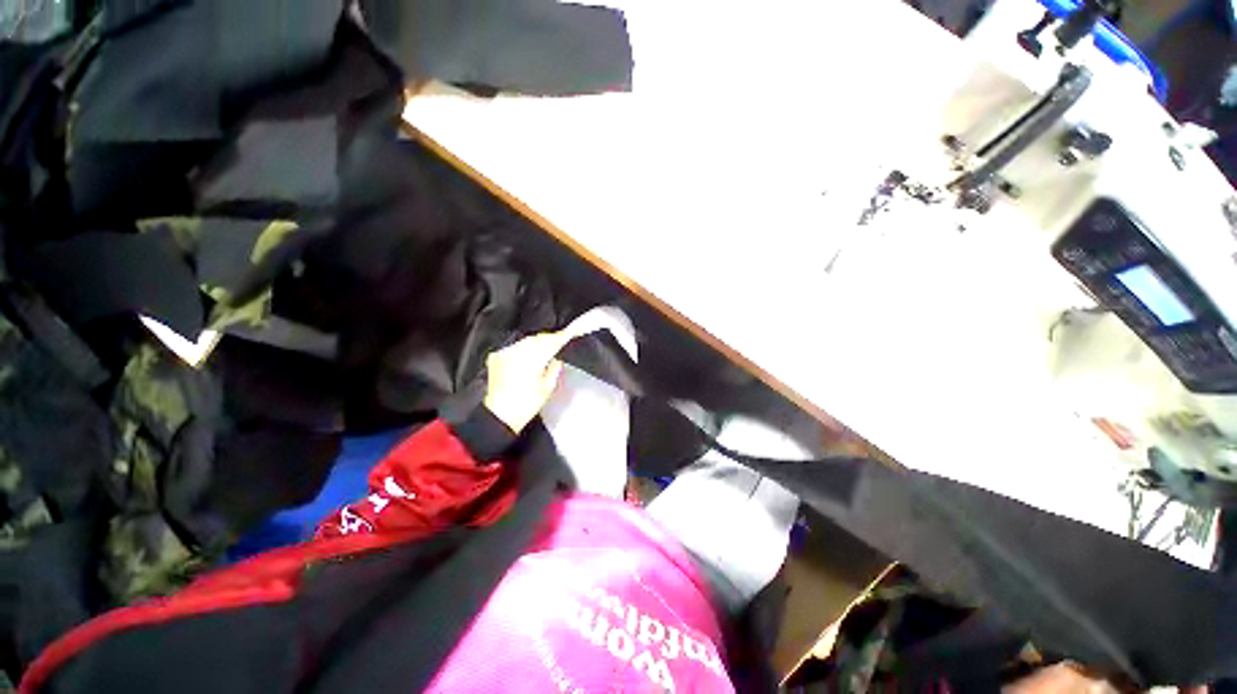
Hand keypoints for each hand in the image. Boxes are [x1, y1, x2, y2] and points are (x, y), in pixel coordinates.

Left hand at [482, 332, 570, 433]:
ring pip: (527, 340)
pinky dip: (524, 348)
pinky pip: (515, 346)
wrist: (499, 414)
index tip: (571, 332)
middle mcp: (518, 352)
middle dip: (549, 339)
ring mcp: (506, 353)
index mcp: (533, 359)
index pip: (552, 342)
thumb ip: (554, 369)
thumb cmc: (524, 405)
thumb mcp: (547, 388)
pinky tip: (529, 355)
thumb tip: (557, 359)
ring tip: (545, 348)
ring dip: (537, 342)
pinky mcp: (498, 357)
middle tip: (560, 340)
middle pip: (538, 338)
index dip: (563, 336)